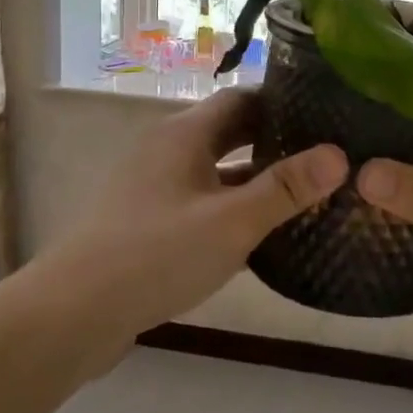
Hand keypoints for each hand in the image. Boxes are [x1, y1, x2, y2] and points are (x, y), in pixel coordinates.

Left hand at [44, 88, 347, 342]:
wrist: (74, 313)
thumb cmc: (156, 255)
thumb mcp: (231, 222)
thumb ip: (285, 189)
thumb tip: (338, 155)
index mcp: (184, 134)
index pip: (241, 99)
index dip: (283, 104)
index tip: (326, 116)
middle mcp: (167, 149)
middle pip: (228, 132)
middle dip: (273, 141)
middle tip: (323, 155)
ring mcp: (153, 186)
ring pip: (214, 169)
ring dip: (253, 178)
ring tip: (302, 192)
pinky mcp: (146, 220)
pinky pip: (199, 200)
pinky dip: (230, 206)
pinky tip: (258, 232)